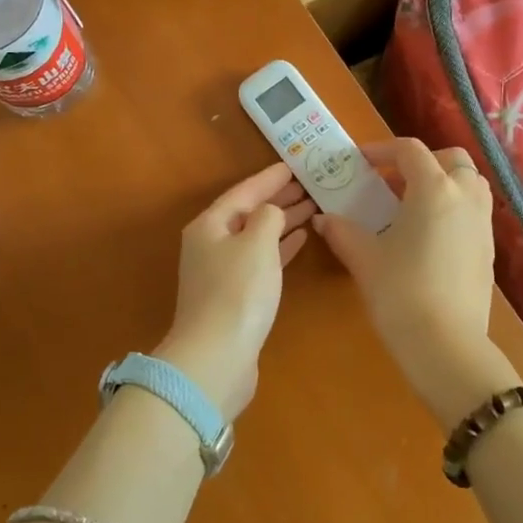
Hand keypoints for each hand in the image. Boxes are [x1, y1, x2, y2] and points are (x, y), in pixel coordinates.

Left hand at [155, 162, 315, 419]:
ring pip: (256, 236)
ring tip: (312, 207)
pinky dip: (280, 248)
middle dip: (277, 198)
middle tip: (309, 184)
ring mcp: (222, 273)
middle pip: (248, 213)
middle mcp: (211, 245)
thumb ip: (269, 217)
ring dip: (282, 222)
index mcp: (210, 226)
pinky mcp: (235, 297)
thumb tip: (272, 213)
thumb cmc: (237, 292)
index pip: (244, 191)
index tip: (294, 165)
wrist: (217, 357)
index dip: (269, 178)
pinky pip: (261, 260)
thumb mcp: (257, 243)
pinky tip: (300, 240)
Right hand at [312, 138, 520, 429]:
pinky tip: (427, 237)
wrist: (445, 344)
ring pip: (469, 183)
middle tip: (393, 181)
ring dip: (443, 182)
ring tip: (411, 206)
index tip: (360, 163)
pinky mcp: (489, 250)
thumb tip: (323, 219)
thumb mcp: (364, 258)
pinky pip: (473, 211)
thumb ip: (342, 231)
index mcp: (434, 189)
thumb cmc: (400, 292)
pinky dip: (453, 208)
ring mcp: (483, 224)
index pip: (409, 150)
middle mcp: (466, 197)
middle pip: (451, 158)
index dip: (382, 150)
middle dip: (422, 161)